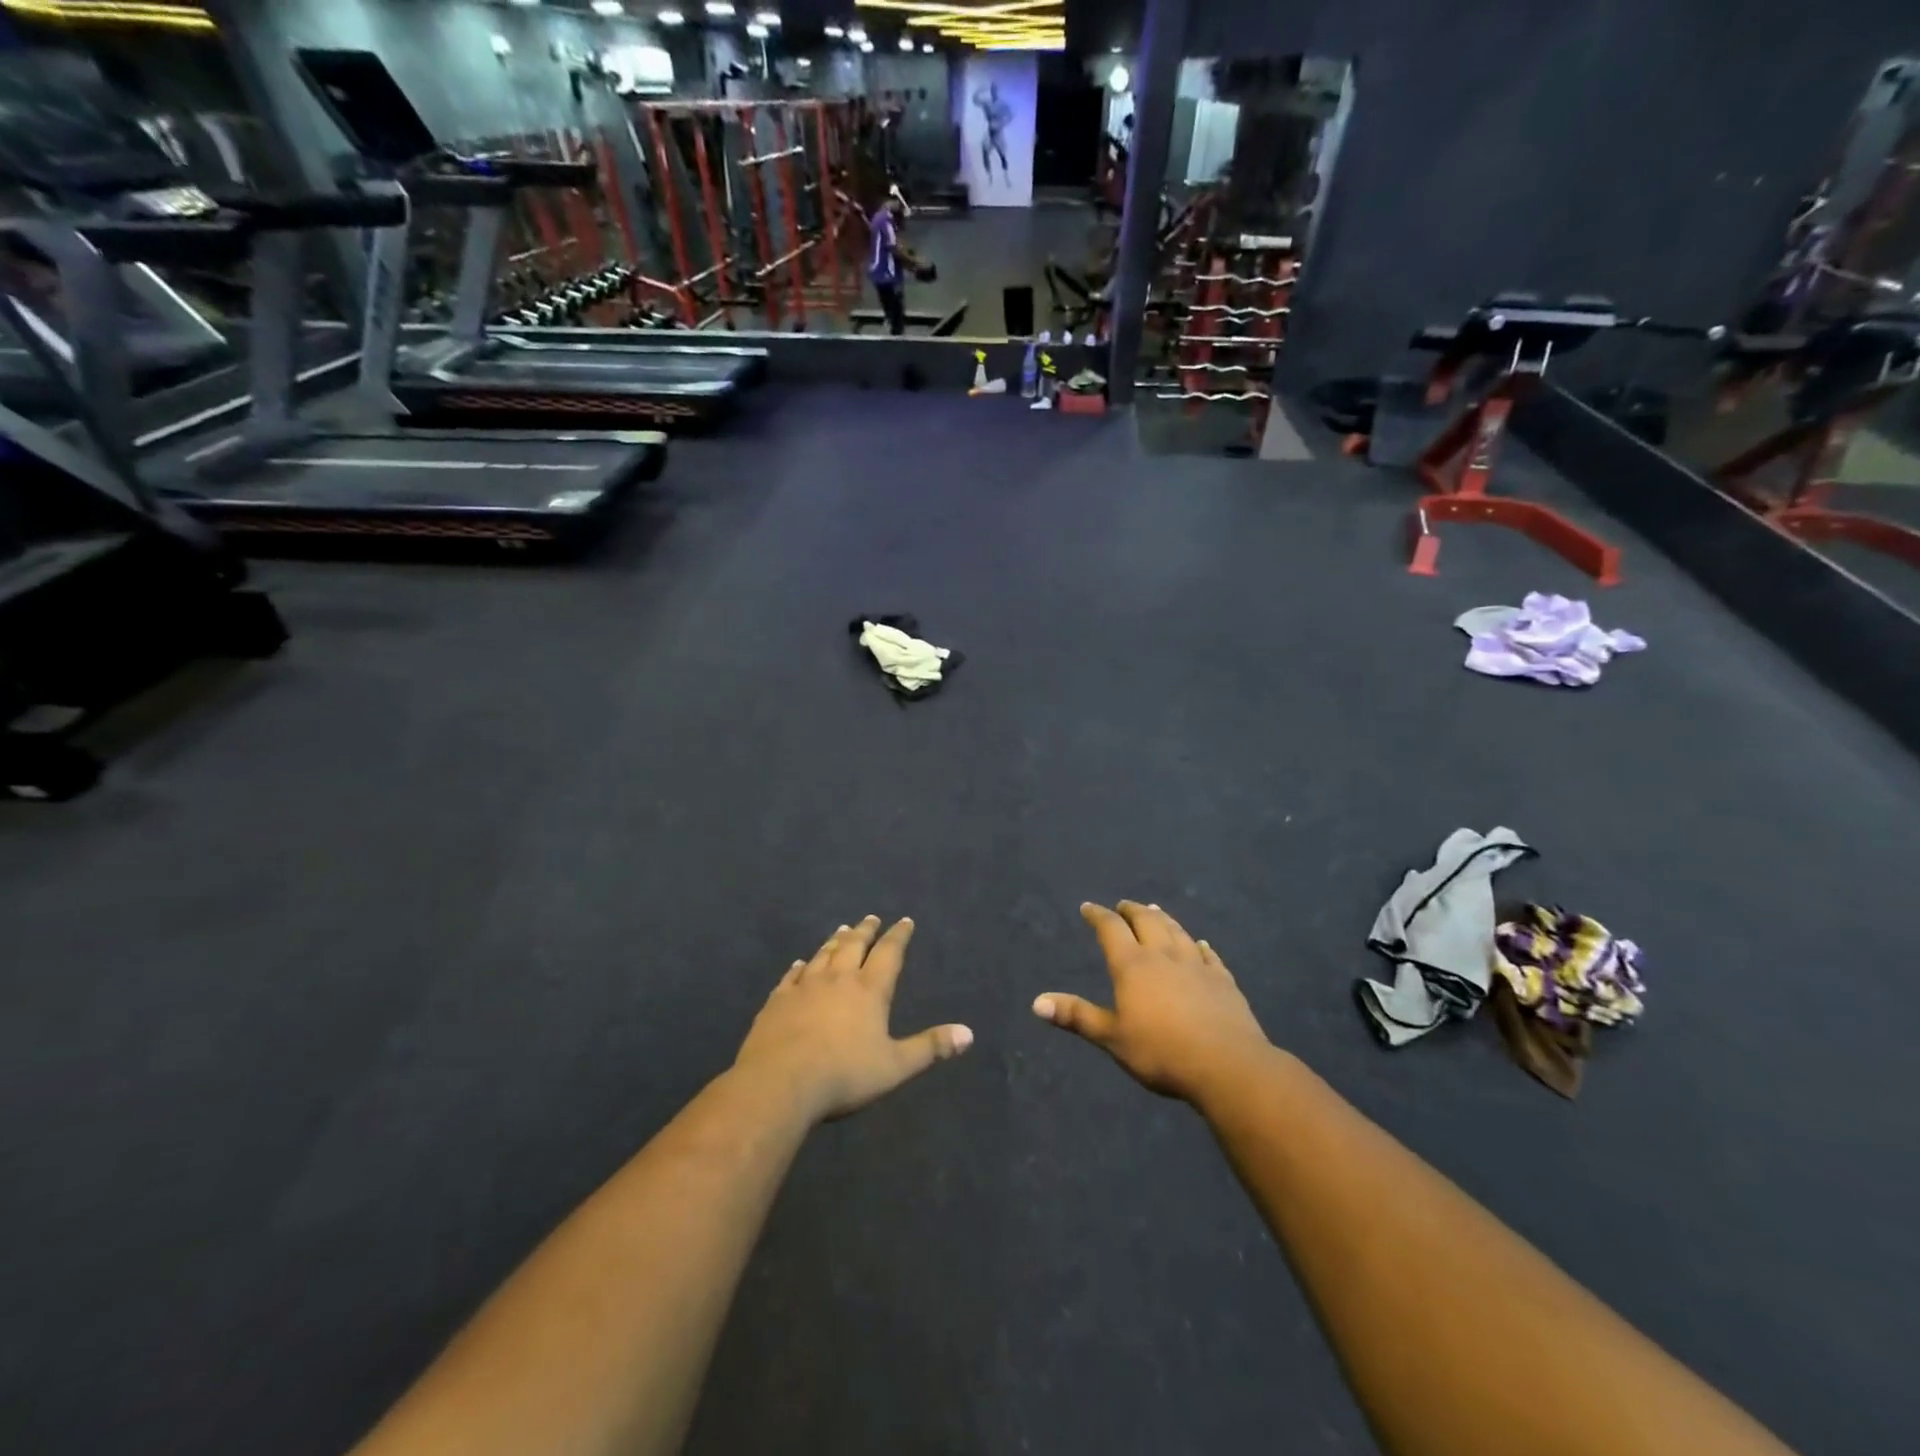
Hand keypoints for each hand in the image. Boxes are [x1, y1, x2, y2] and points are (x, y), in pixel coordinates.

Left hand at [735, 916, 972, 1122]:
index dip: (898, 936)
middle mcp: (838, 979)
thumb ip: (930, 1048)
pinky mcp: (777, 1001)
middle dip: (865, 931)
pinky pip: (791, 976)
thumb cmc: (844, 1074)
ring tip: (842, 930)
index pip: (889, 954)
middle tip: (871, 918)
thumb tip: (969, 1033)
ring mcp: (804, 987)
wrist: (780, 1083)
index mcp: (869, 990)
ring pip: (823, 955)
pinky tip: (799, 963)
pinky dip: (799, 966)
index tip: (905, 921)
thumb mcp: (895, 1066)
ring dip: (835, 941)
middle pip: (853, 946)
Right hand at [1033, 902, 1271, 1102]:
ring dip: (1163, 918)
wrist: (1226, 1065)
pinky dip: (1200, 945)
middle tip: (1123, 904)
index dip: (1098, 915)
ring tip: (1155, 910)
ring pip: (1177, 931)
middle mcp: (1163, 955)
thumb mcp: (1112, 1038)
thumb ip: (1077, 1016)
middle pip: (1146, 921)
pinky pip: (1208, 954)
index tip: (1088, 907)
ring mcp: (1196, 965)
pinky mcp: (1223, 980)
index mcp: (1132, 965)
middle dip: (1132, 910)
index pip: (1111, 929)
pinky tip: (1200, 943)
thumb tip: (1036, 1003)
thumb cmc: (1161, 1052)